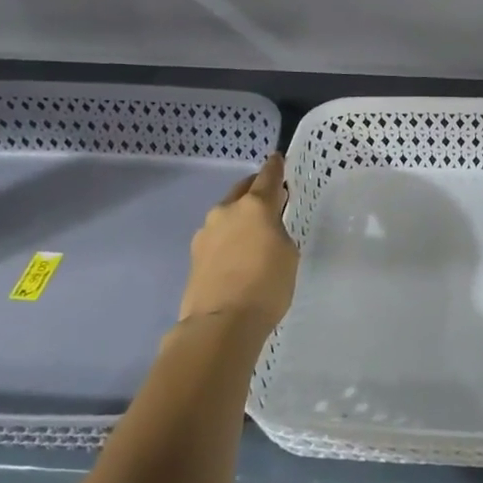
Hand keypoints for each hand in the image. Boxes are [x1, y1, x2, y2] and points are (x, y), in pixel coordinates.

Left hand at [178, 153, 298, 331]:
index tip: (278, 159)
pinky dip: (228, 239)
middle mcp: (227, 210)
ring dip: (240, 217)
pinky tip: (237, 256)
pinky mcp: (194, 254)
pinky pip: (217, 237)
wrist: (220, 323)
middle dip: (255, 189)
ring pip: (227, 214)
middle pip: (242, 190)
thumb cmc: (266, 285)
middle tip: (270, 198)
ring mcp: (206, 232)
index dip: (275, 167)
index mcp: (255, 205)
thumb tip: (266, 228)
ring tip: (253, 234)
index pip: (268, 176)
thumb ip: (278, 231)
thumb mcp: (288, 254)